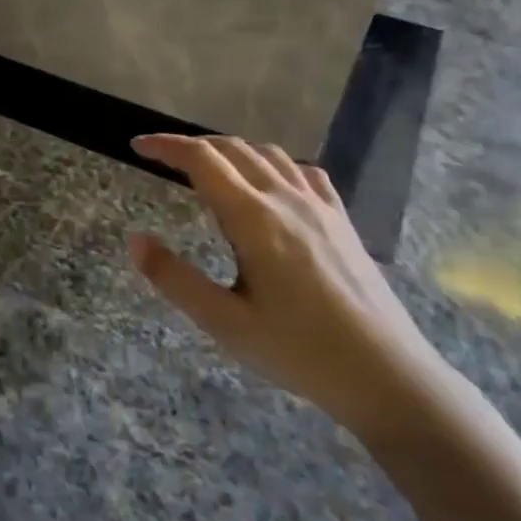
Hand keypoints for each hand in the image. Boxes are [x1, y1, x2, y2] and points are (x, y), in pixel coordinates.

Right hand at [127, 134, 446, 441]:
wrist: (386, 374)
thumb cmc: (298, 351)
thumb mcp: (223, 322)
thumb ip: (174, 278)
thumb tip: (134, 239)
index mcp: (254, 219)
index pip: (202, 160)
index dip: (166, 146)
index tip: (138, 146)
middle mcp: (287, 200)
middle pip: (233, 149)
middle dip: (192, 146)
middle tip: (162, 158)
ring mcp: (320, 207)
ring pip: (268, 155)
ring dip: (230, 151)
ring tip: (208, 169)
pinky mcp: (342, 221)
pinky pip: (303, 172)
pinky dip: (272, 164)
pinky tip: (270, 185)